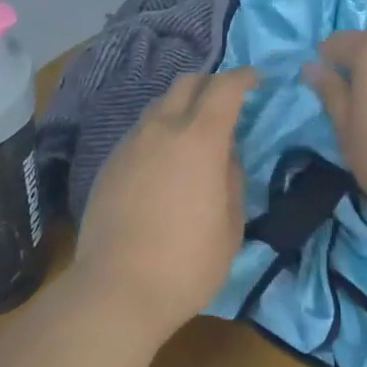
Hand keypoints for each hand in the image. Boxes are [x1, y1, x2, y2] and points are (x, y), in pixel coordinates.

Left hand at [73, 68, 256, 340]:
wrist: (116, 289)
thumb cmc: (186, 263)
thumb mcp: (231, 227)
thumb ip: (232, 179)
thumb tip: (225, 156)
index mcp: (200, 139)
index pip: (225, 88)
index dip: (244, 77)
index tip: (257, 79)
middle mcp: (162, 129)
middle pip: (187, 82)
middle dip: (210, 83)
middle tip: (226, 102)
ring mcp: (131, 143)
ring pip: (159, 105)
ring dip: (182, 108)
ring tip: (194, 134)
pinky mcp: (110, 162)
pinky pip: (140, 131)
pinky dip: (159, 132)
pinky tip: (164, 163)